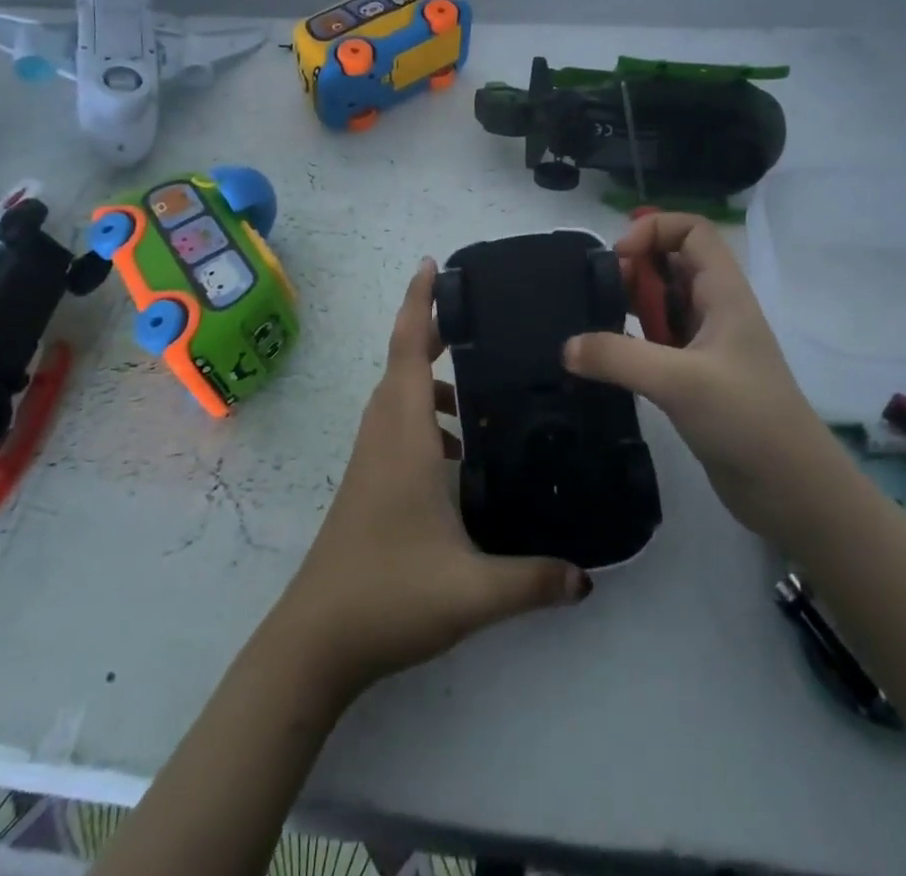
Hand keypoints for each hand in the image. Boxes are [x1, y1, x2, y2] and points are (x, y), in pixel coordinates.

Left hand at [271, 259, 591, 699]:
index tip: (432, 265)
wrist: (316, 640)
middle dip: (433, 333)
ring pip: (399, 397)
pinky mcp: (368, 482)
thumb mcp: (472, 591)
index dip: (418, 304)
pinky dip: (425, 421)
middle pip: (403, 364)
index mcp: (403, 436)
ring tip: (479, 396)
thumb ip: (534, 580)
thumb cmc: (388, 596)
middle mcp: (383, 435)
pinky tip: (458, 457)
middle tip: (478, 321)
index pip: (407, 351)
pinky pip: (397, 427)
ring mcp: (371, 459)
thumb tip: (588, 577)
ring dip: (431, 382)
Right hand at [564, 214, 839, 546]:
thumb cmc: (746, 419)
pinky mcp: (695, 379)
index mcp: (724, 293)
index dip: (654, 230)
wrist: (792, 492)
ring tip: (596, 324)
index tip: (620, 259)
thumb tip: (566, 347)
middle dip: (634, 267)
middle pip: (672, 262)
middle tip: (600, 294)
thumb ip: (618, 357)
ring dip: (629, 304)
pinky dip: (630, 341)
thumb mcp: (679, 381)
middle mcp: (715, 311)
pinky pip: (657, 342)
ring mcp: (706, 346)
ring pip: (662, 303)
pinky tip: (606, 361)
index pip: (692, 231)